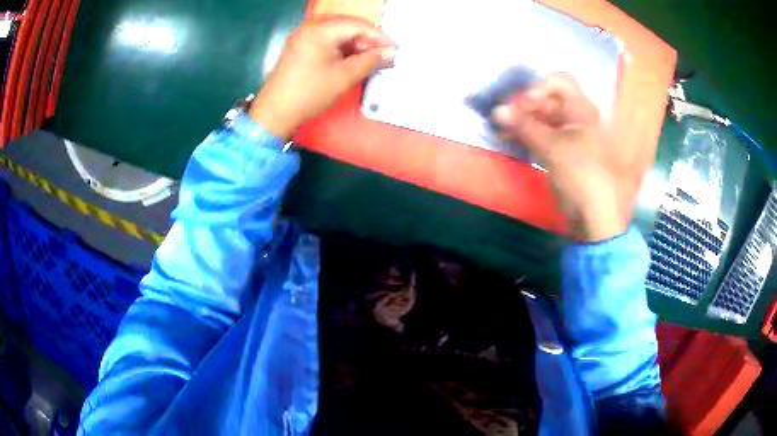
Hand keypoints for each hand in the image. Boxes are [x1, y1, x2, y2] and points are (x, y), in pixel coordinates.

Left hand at [249, 16, 395, 138]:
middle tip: (383, 56)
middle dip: (367, 41)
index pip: (357, 25)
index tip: (395, 49)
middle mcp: (310, 27)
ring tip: (370, 60)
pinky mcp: (300, 47)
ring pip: (338, 35)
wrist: (275, 112)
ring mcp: (303, 37)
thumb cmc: (310, 92)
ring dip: (355, 46)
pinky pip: (327, 42)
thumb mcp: (345, 76)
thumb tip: (392, 53)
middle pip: (347, 27)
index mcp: (320, 29)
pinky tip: (352, 61)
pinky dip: (342, 50)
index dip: (379, 36)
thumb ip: (371, 61)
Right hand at [492, 73, 628, 242]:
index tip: (520, 103)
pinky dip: (526, 134)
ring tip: (502, 127)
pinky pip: (541, 135)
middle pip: (548, 100)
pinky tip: (509, 137)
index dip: (538, 87)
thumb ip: (524, 126)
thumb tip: (497, 111)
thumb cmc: (581, 175)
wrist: (593, 217)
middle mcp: (576, 118)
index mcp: (582, 110)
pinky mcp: (561, 153)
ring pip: (542, 118)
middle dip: (525, 105)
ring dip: (522, 120)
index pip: (559, 82)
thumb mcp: (553, 148)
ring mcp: (569, 136)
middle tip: (505, 116)